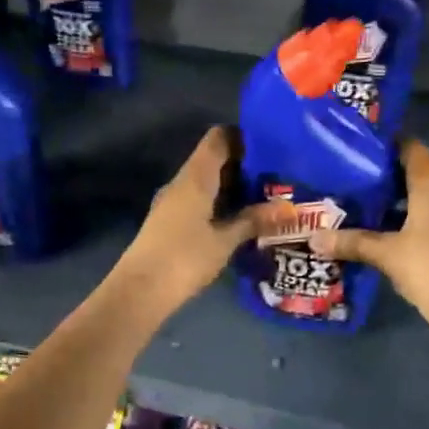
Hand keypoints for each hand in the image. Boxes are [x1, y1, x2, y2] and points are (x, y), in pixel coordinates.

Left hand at [111, 128, 290, 319]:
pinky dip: (218, 203)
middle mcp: (182, 182)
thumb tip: (288, 208)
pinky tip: (237, 219)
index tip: (270, 148)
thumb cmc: (185, 258)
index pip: (218, 138)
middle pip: (213, 159)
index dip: (242, 137)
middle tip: (275, 177)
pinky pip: (198, 200)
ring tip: (263, 198)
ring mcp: (172, 202)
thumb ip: (253, 220)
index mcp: (196, 177)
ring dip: (231, 187)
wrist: (140, 290)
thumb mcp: (225, 240)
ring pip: (206, 182)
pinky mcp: (169, 221)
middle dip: (243, 165)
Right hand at [312, 139, 428, 351]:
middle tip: (363, 188)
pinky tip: (410, 234)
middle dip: (395, 178)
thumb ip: (351, 241)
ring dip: (413, 199)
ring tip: (381, 212)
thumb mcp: (385, 255)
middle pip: (424, 170)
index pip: (410, 147)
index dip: (387, 148)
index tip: (363, 155)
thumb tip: (314, 238)